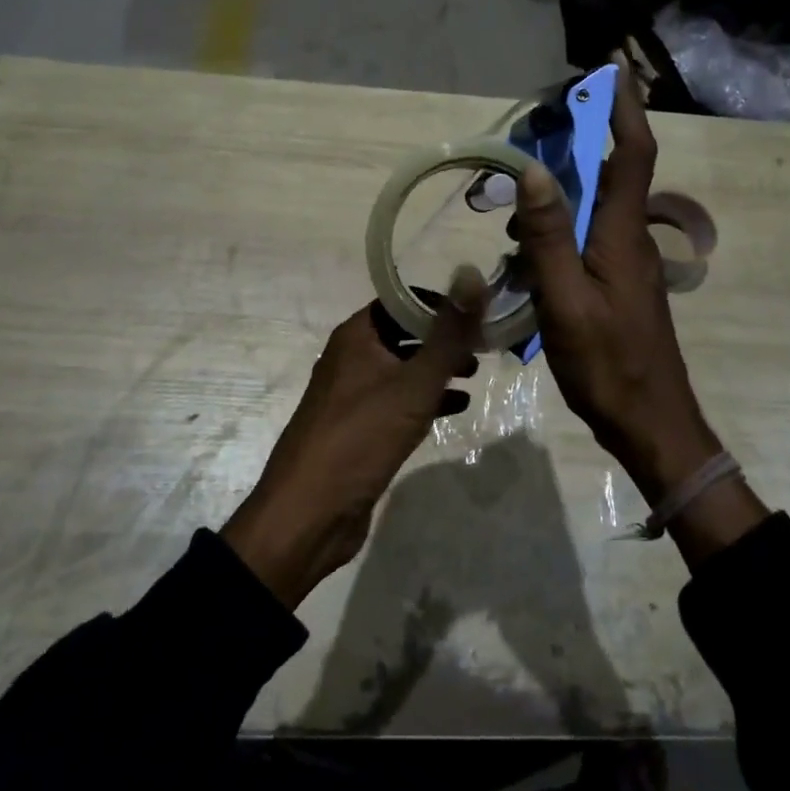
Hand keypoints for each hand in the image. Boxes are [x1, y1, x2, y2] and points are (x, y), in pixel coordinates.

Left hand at [222, 268, 485, 608]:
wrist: (308, 515)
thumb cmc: (361, 437)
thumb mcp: (414, 383)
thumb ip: (449, 333)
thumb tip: (472, 275)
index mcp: (356, 336)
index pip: (400, 300)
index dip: (438, 303)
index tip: (475, 314)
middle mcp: (351, 358)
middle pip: (403, 333)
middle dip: (442, 338)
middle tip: (481, 347)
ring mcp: (352, 395)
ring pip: (402, 368)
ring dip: (436, 369)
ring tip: (473, 375)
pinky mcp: (358, 429)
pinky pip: (397, 401)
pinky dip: (425, 399)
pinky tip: (455, 409)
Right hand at [515, 62, 766, 558]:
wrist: (650, 422)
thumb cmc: (607, 363)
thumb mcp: (565, 300)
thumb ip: (548, 236)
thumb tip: (533, 170)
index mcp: (622, 234)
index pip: (632, 153)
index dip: (625, 108)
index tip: (612, 67)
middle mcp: (629, 238)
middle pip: (613, 170)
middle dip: (587, 134)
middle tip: (545, 118)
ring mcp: (625, 262)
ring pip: (597, 204)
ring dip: (566, 183)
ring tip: (520, 188)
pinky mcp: (616, 283)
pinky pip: (588, 234)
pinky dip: (561, 221)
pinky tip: (529, 241)